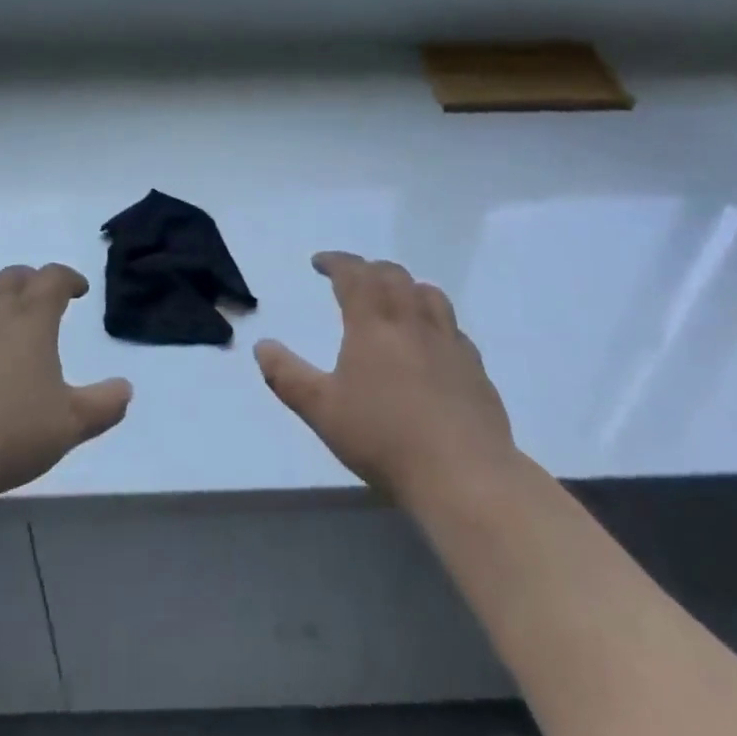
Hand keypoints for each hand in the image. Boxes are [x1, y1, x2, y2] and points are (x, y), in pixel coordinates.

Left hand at [0, 264, 131, 504]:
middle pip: (11, 277)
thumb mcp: (68, 426)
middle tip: (38, 300)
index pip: (53, 278)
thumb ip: (103, 405)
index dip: (68, 278)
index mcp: (30, 318)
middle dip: (29, 282)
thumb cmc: (6, 434)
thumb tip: (126, 389)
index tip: (77, 290)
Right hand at [255, 252, 517, 508]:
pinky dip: (434, 321)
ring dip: (405, 286)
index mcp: (373, 323)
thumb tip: (261, 345)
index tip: (319, 262)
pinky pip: (452, 328)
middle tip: (352, 278)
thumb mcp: (322, 411)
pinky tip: (431, 343)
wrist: (463, 474)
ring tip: (393, 299)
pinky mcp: (475, 367)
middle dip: (368, 269)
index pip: (353, 274)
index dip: (335, 261)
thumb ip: (288, 376)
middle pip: (392, 275)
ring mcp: (449, 341)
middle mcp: (412, 320)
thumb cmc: (384, 438)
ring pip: (428, 293)